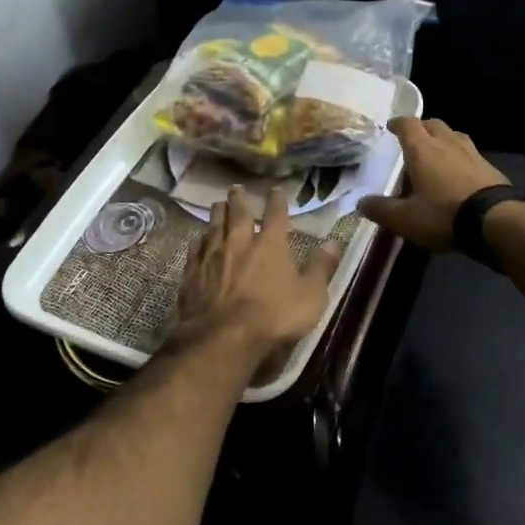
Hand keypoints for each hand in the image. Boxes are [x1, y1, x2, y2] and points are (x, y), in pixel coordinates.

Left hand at [167, 186, 341, 369]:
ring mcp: (212, 256)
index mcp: (270, 244)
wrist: (222, 337)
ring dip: (217, 214)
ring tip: (217, 204)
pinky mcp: (192, 273)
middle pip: (238, 213)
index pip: (275, 214)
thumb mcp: (310, 296)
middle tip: (236, 187)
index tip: (276, 189)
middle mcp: (239, 242)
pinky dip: (198, 240)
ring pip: (213, 226)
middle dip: (239, 199)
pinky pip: (195, 249)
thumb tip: (332, 243)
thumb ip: (320, 268)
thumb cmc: (273, 317)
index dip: (277, 199)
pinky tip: (197, 239)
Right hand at [358, 117, 510, 252]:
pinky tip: (459, 172)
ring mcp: (472, 153)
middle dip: (422, 128)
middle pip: (434, 124)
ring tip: (437, 153)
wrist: (496, 221)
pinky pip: (470, 153)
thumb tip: (361, 202)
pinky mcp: (490, 167)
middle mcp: (447, 143)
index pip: (408, 124)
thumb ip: (381, 209)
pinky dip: (460, 157)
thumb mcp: (405, 219)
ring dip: (443, 139)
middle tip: (413, 140)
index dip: (398, 123)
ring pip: (454, 135)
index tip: (391, 127)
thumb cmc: (444, 215)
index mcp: (423, 149)